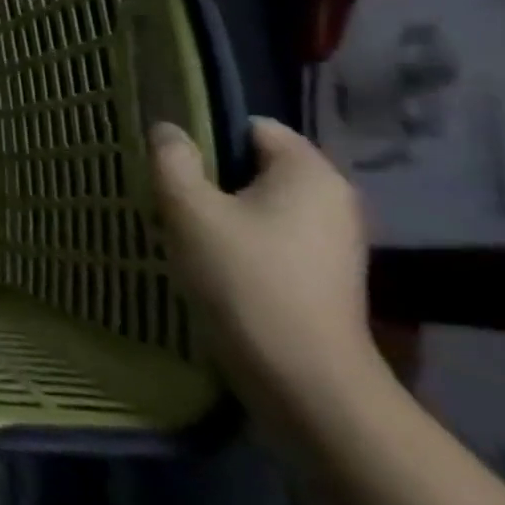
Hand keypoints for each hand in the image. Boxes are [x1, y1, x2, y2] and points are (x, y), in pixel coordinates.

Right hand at [149, 118, 381, 419]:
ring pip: (263, 203)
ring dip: (223, 210)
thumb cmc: (243, 278)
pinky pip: (275, 235)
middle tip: (170, 195)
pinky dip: (243, 239)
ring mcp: (335, 240)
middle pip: (257, 165)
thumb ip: (173, 159)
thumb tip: (168, 129)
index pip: (252, 127)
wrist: (302, 377)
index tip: (172, 162)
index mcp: (308, 171)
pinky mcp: (327, 274)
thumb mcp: (189, 209)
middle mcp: (333, 197)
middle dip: (212, 176)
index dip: (207, 136)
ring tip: (185, 229)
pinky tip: (213, 261)